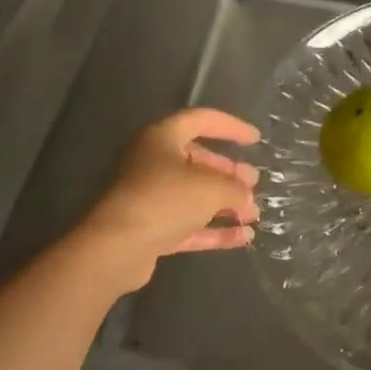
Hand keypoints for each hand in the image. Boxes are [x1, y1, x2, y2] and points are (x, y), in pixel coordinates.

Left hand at [76, 108, 260, 291]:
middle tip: (253, 181)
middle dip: (228, 172)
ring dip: (224, 202)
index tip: (255, 140)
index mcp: (161, 138)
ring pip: (192, 195)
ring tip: (253, 212)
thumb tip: (245, 196)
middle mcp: (151, 162)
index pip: (201, 121)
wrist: (115, 248)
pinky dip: (214, 229)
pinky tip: (243, 237)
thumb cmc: (164, 200)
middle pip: (196, 160)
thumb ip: (234, 188)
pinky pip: (187, 224)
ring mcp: (148, 198)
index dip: (231, 127)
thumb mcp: (211, 187)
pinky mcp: (148, 229)